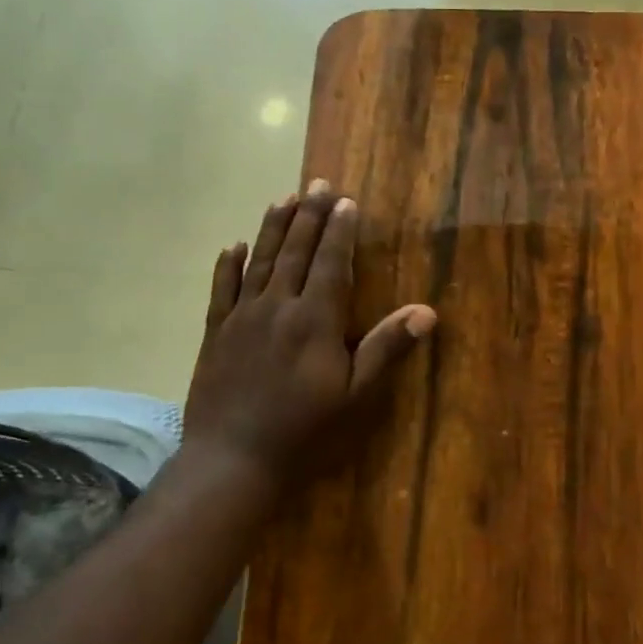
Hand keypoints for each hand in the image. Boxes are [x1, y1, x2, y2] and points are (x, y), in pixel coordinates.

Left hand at [184, 180, 436, 485]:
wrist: (232, 460)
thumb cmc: (304, 432)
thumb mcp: (355, 396)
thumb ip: (387, 349)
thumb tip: (427, 311)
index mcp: (315, 319)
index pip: (332, 263)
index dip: (340, 230)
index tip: (346, 201)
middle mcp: (278, 306)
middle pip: (295, 251)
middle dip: (309, 215)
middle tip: (318, 183)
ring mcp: (242, 317)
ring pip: (259, 261)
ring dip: (273, 227)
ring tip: (283, 198)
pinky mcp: (215, 333)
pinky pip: (221, 289)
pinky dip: (228, 264)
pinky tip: (233, 246)